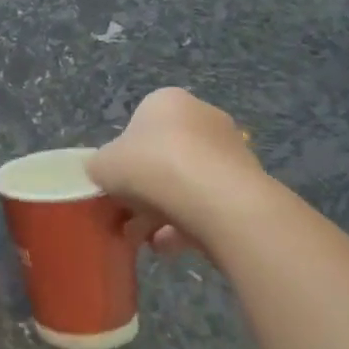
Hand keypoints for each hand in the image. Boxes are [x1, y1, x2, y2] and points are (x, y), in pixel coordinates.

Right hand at [87, 88, 264, 253]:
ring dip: (164, 211)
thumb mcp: (102, 165)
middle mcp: (203, 117)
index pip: (138, 126)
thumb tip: (103, 174)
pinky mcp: (248, 184)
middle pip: (164, 156)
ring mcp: (230, 151)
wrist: (215, 199)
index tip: (115, 183)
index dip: (123, 157)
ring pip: (187, 183)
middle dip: (145, 189)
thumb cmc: (150, 167)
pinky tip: (169, 246)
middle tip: (127, 216)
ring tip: (146, 239)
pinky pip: (209, 204)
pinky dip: (189, 224)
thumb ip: (99, 167)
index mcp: (167, 102)